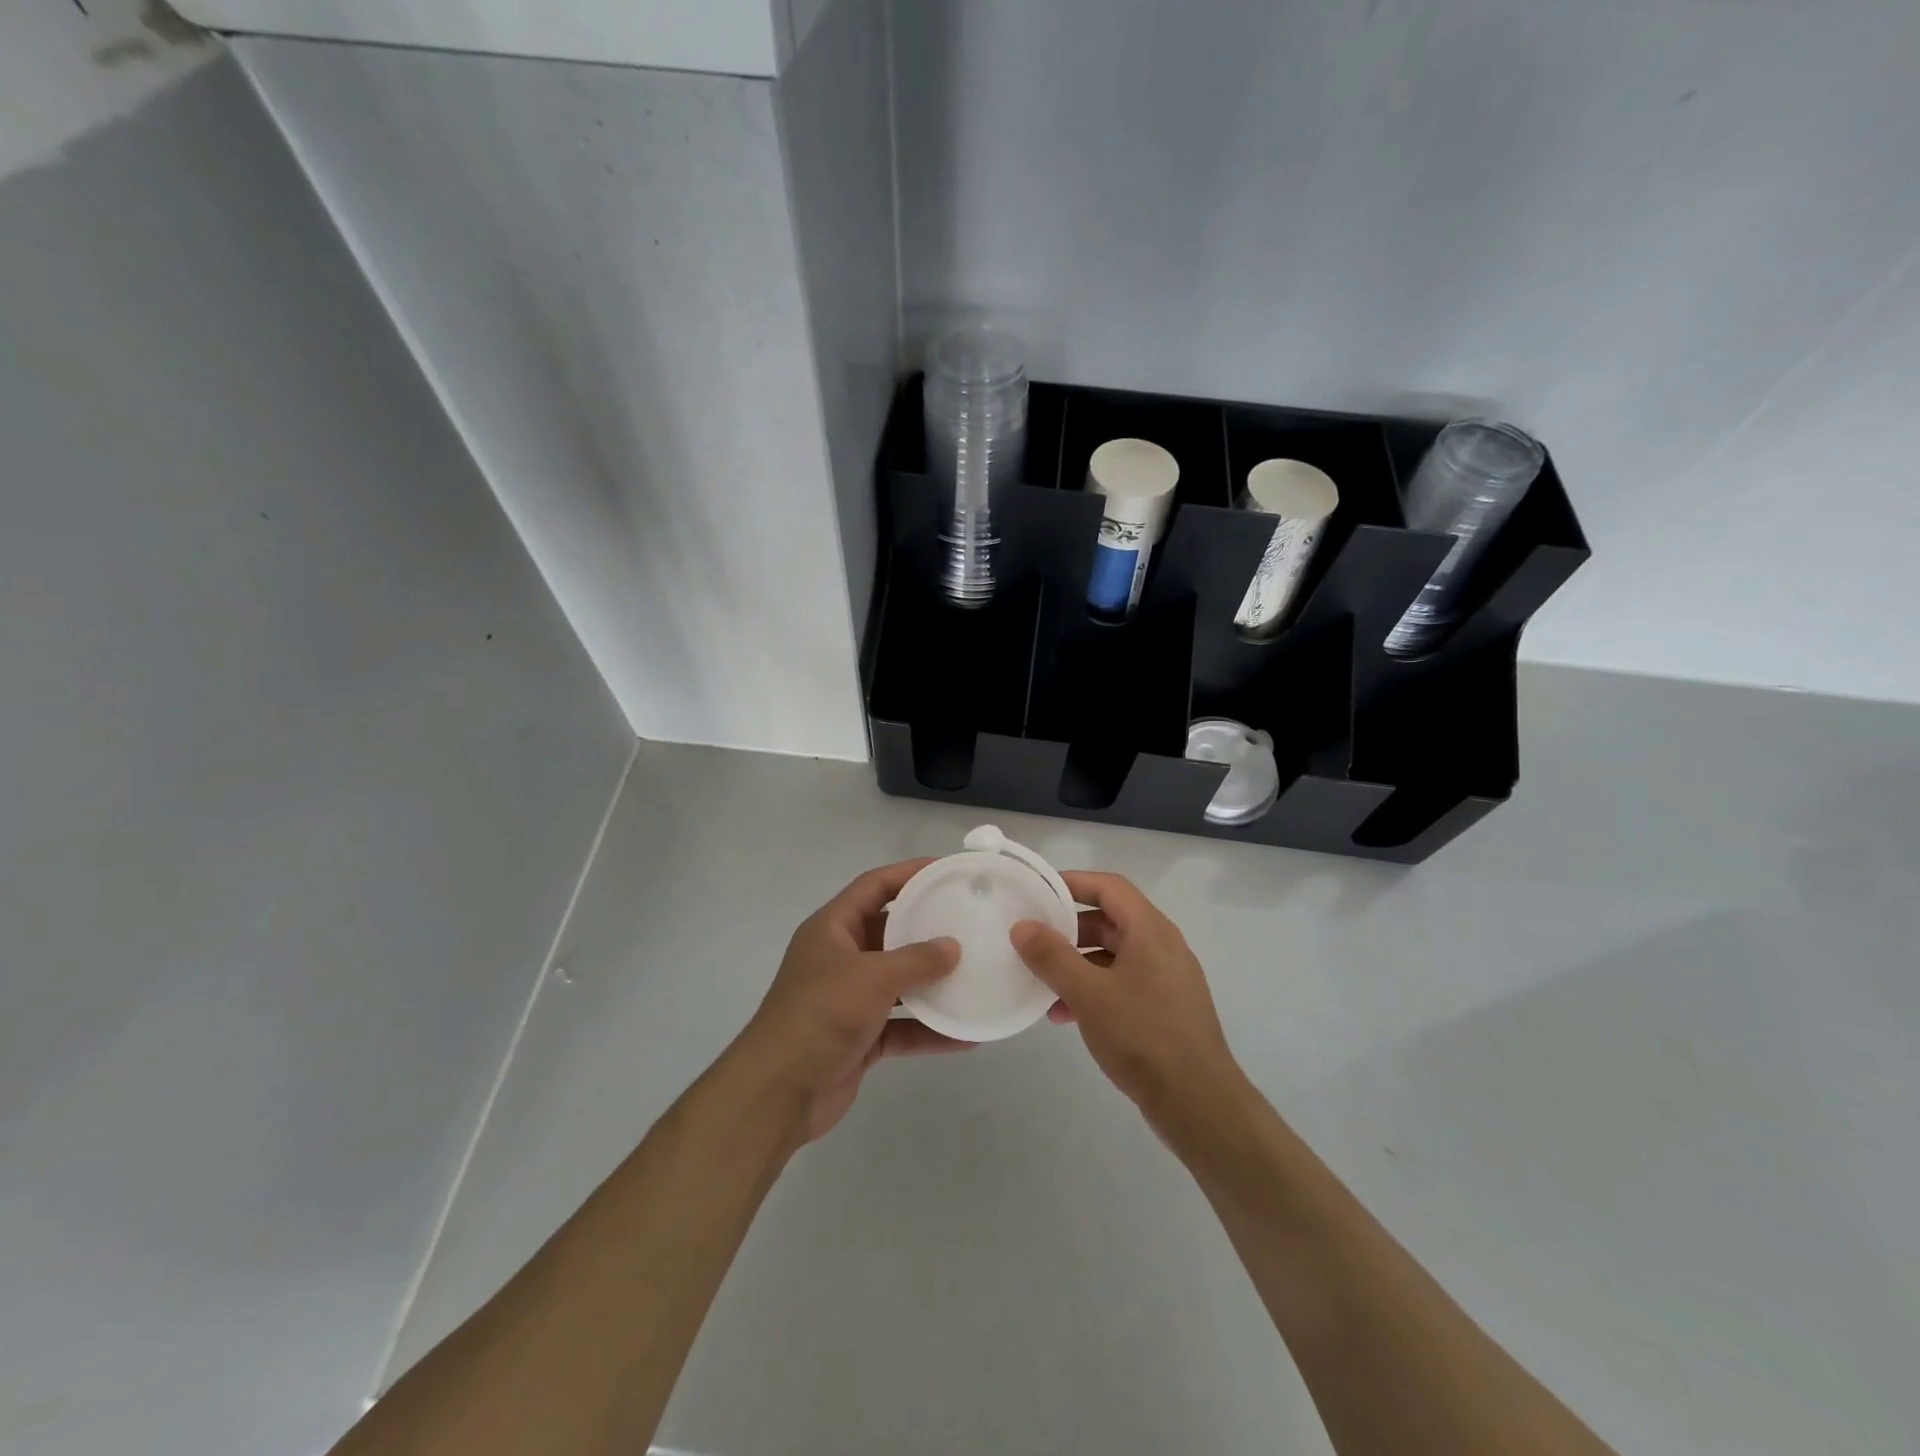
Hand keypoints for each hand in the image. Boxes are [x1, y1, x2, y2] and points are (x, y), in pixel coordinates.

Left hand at [737, 860, 969, 1144]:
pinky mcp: (860, 1036)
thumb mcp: (871, 977)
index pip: (874, 886)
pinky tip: (965, 1035)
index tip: (946, 870)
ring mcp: (850, 999)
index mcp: (833, 928)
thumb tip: (953, 947)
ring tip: (975, 973)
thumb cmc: (821, 1015)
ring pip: (899, 981)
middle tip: (969, 921)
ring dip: (932, 982)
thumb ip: (916, 960)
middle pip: (890, 932)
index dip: (908, 873)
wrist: (779, 1093)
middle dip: (927, 928)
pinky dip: (929, 1029)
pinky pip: (902, 1025)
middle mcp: (841, 957)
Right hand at [1012, 872, 1242, 1128]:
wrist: (1199, 1104)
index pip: (1109, 887)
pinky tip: (1066, 1016)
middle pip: (1110, 920)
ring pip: (1114, 956)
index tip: (1038, 890)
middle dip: (1069, 929)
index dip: (1074, 882)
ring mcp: (1166, 979)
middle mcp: (1162, 946)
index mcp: (1150, 930)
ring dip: (1077, 965)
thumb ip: (1052, 957)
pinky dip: (1094, 990)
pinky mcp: (1165, 1008)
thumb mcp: (1089, 994)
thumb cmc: (1143, 1037)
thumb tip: (1022, 926)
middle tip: (1034, 938)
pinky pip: (1123, 984)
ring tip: (1043, 985)